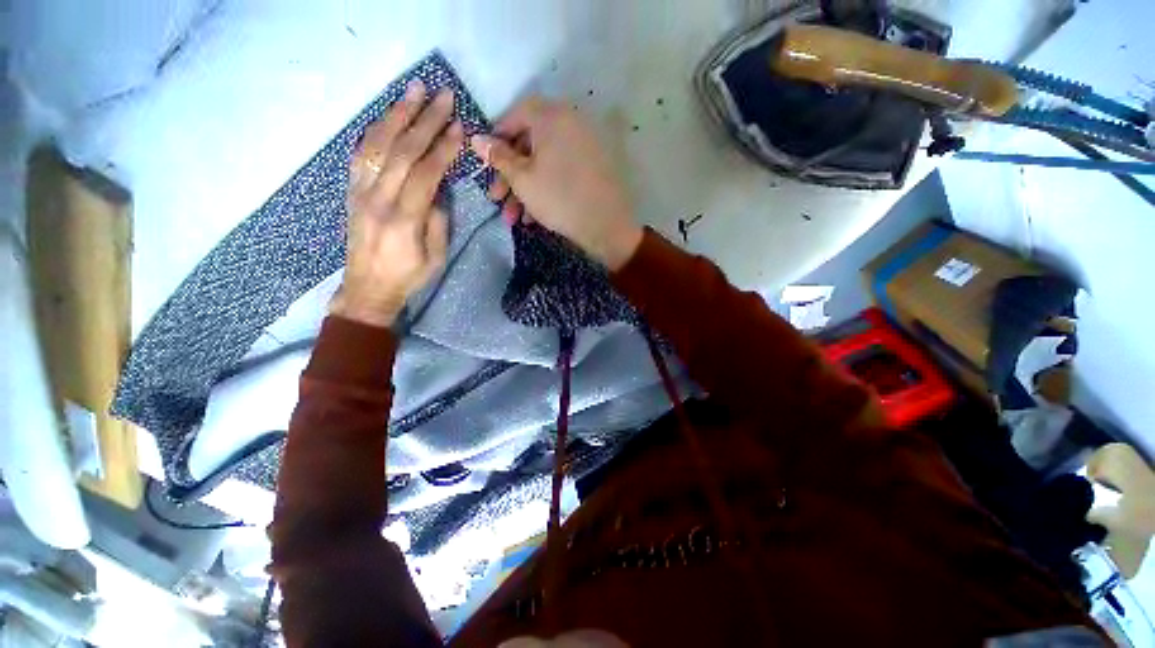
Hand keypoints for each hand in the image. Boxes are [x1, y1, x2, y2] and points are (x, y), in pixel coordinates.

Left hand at [331, 81, 462, 327]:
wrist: (368, 288)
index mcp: (404, 220)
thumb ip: (437, 221)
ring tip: (414, 90)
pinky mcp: (352, 191)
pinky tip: (388, 115)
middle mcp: (378, 199)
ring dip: (397, 114)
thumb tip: (437, 190)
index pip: (425, 174)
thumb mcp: (436, 257)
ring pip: (377, 144)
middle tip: (442, 96)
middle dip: (425, 120)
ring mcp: (361, 192)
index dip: (443, 148)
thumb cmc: (409, 276)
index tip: (459, 127)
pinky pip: (360, 153)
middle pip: (402, 151)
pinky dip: (375, 130)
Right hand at [470, 98, 642, 270]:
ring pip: (544, 164)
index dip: (496, 139)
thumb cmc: (559, 198)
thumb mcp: (522, 179)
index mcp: (552, 116)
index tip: (485, 163)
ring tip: (512, 218)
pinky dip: (545, 190)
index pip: (515, 115)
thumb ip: (498, 157)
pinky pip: (561, 172)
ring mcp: (584, 147)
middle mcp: (570, 123)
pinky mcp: (592, 169)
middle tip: (495, 199)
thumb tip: (476, 138)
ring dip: (524, 190)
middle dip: (509, 176)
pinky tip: (533, 217)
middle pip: (529, 144)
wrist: (606, 226)